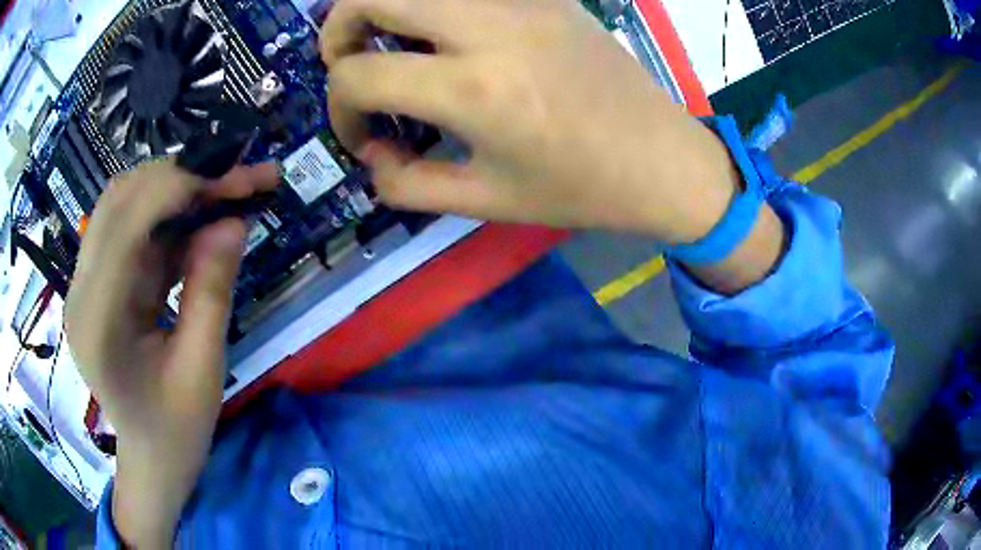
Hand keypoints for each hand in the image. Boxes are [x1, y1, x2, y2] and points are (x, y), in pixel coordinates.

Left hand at [65, 160, 277, 546]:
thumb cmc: (176, 430)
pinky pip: (133, 229)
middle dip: (179, 179)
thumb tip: (232, 222)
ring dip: (176, 190)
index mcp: (97, 322)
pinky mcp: (101, 282)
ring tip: (227, 192)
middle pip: (120, 200)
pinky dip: (170, 217)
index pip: (124, 224)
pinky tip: (203, 220)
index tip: (233, 182)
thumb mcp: (202, 371)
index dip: (176, 189)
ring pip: (125, 205)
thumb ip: (211, 294)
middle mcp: (82, 291)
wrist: (151, 457)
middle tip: (237, 181)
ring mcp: (87, 284)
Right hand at [321, 0, 740, 243]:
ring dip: (385, 8)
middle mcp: (490, 28)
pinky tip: (445, 37)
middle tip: (347, 62)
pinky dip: (435, 8)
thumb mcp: (486, 203)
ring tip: (389, 44)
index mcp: (474, 89)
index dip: (340, 110)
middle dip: (339, 28)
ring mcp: (521, 1)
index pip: (358, 75)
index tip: (362, 135)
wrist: (664, 159)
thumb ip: (407, 184)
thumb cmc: (581, 190)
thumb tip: (372, 154)